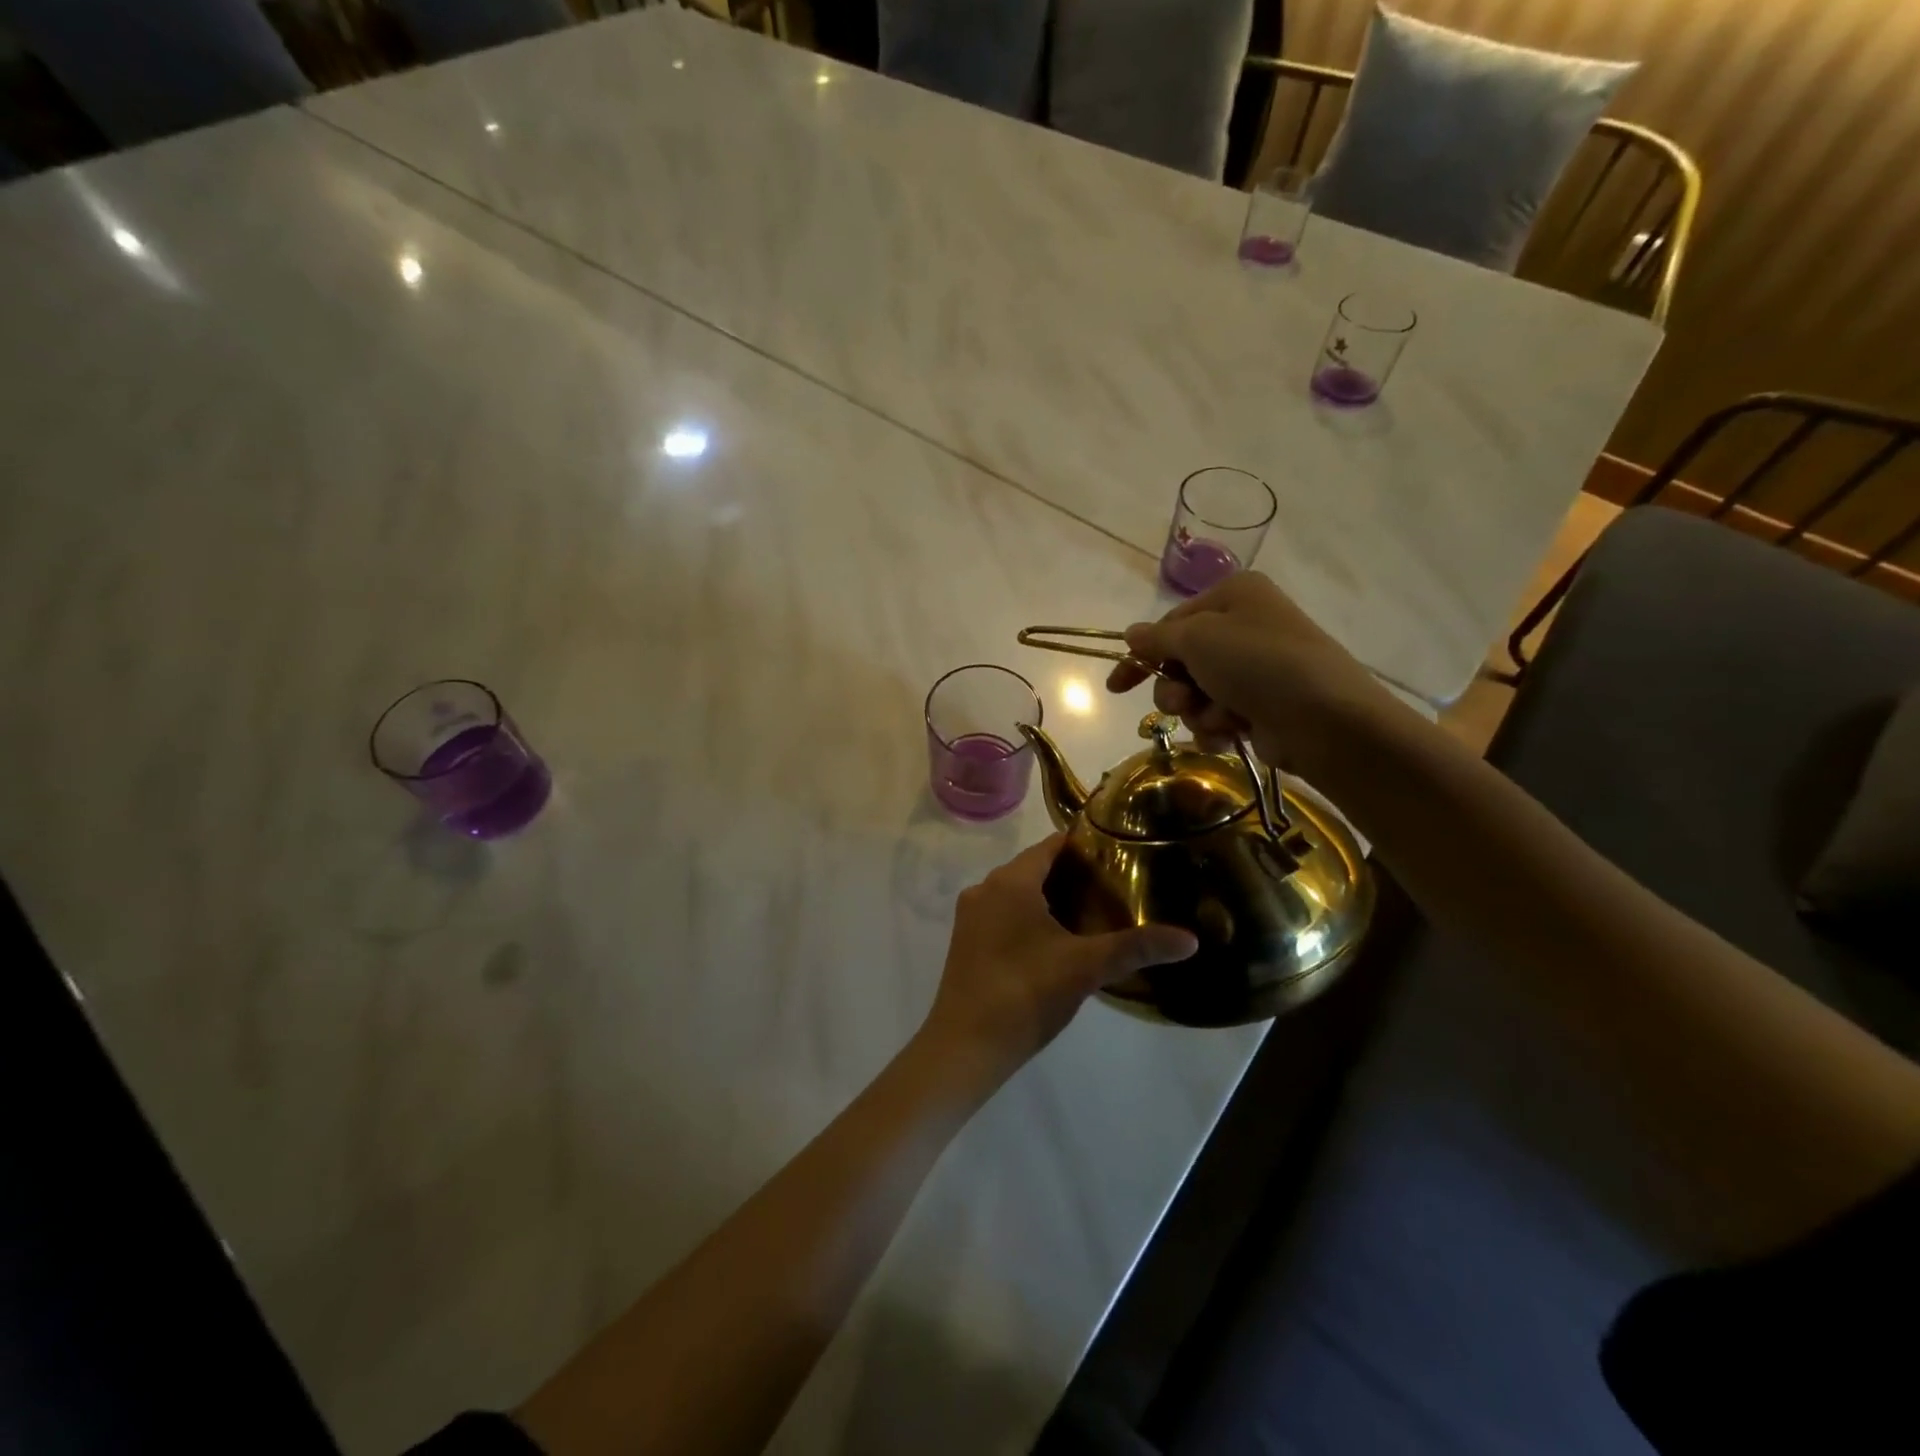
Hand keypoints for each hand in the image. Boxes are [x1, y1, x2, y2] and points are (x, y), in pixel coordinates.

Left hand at [921, 835, 1196, 1085]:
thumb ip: (1136, 948)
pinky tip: (1057, 941)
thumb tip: (1190, 939)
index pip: (1050, 845)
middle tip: (1116, 886)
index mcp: (1009, 881)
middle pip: (1034, 867)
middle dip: (1072, 874)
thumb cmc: (1025, 994)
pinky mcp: (966, 942)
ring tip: (1094, 912)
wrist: (965, 1046)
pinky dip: (1030, 917)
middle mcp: (985, 888)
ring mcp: (971, 916)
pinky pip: (1003, 914)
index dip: (1084, 847)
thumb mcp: (1086, 967)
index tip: (1119, 854)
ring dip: (1050, 897)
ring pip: (1017, 893)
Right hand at [1104, 572, 1401, 780]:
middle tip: (1183, 700)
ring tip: (1220, 717)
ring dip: (1198, 710)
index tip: (1117, 686)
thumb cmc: (1257, 664)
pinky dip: (1218, 727)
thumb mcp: (1197, 639)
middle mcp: (1245, 627)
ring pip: (1197, 694)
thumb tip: (1131, 634)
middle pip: (1181, 662)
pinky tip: (1232, 733)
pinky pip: (1218, 716)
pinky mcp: (1262, 706)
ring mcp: (1255, 669)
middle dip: (1175, 688)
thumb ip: (1156, 638)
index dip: (1141, 656)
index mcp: (1233, 596)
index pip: (1170, 624)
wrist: (1325, 719)